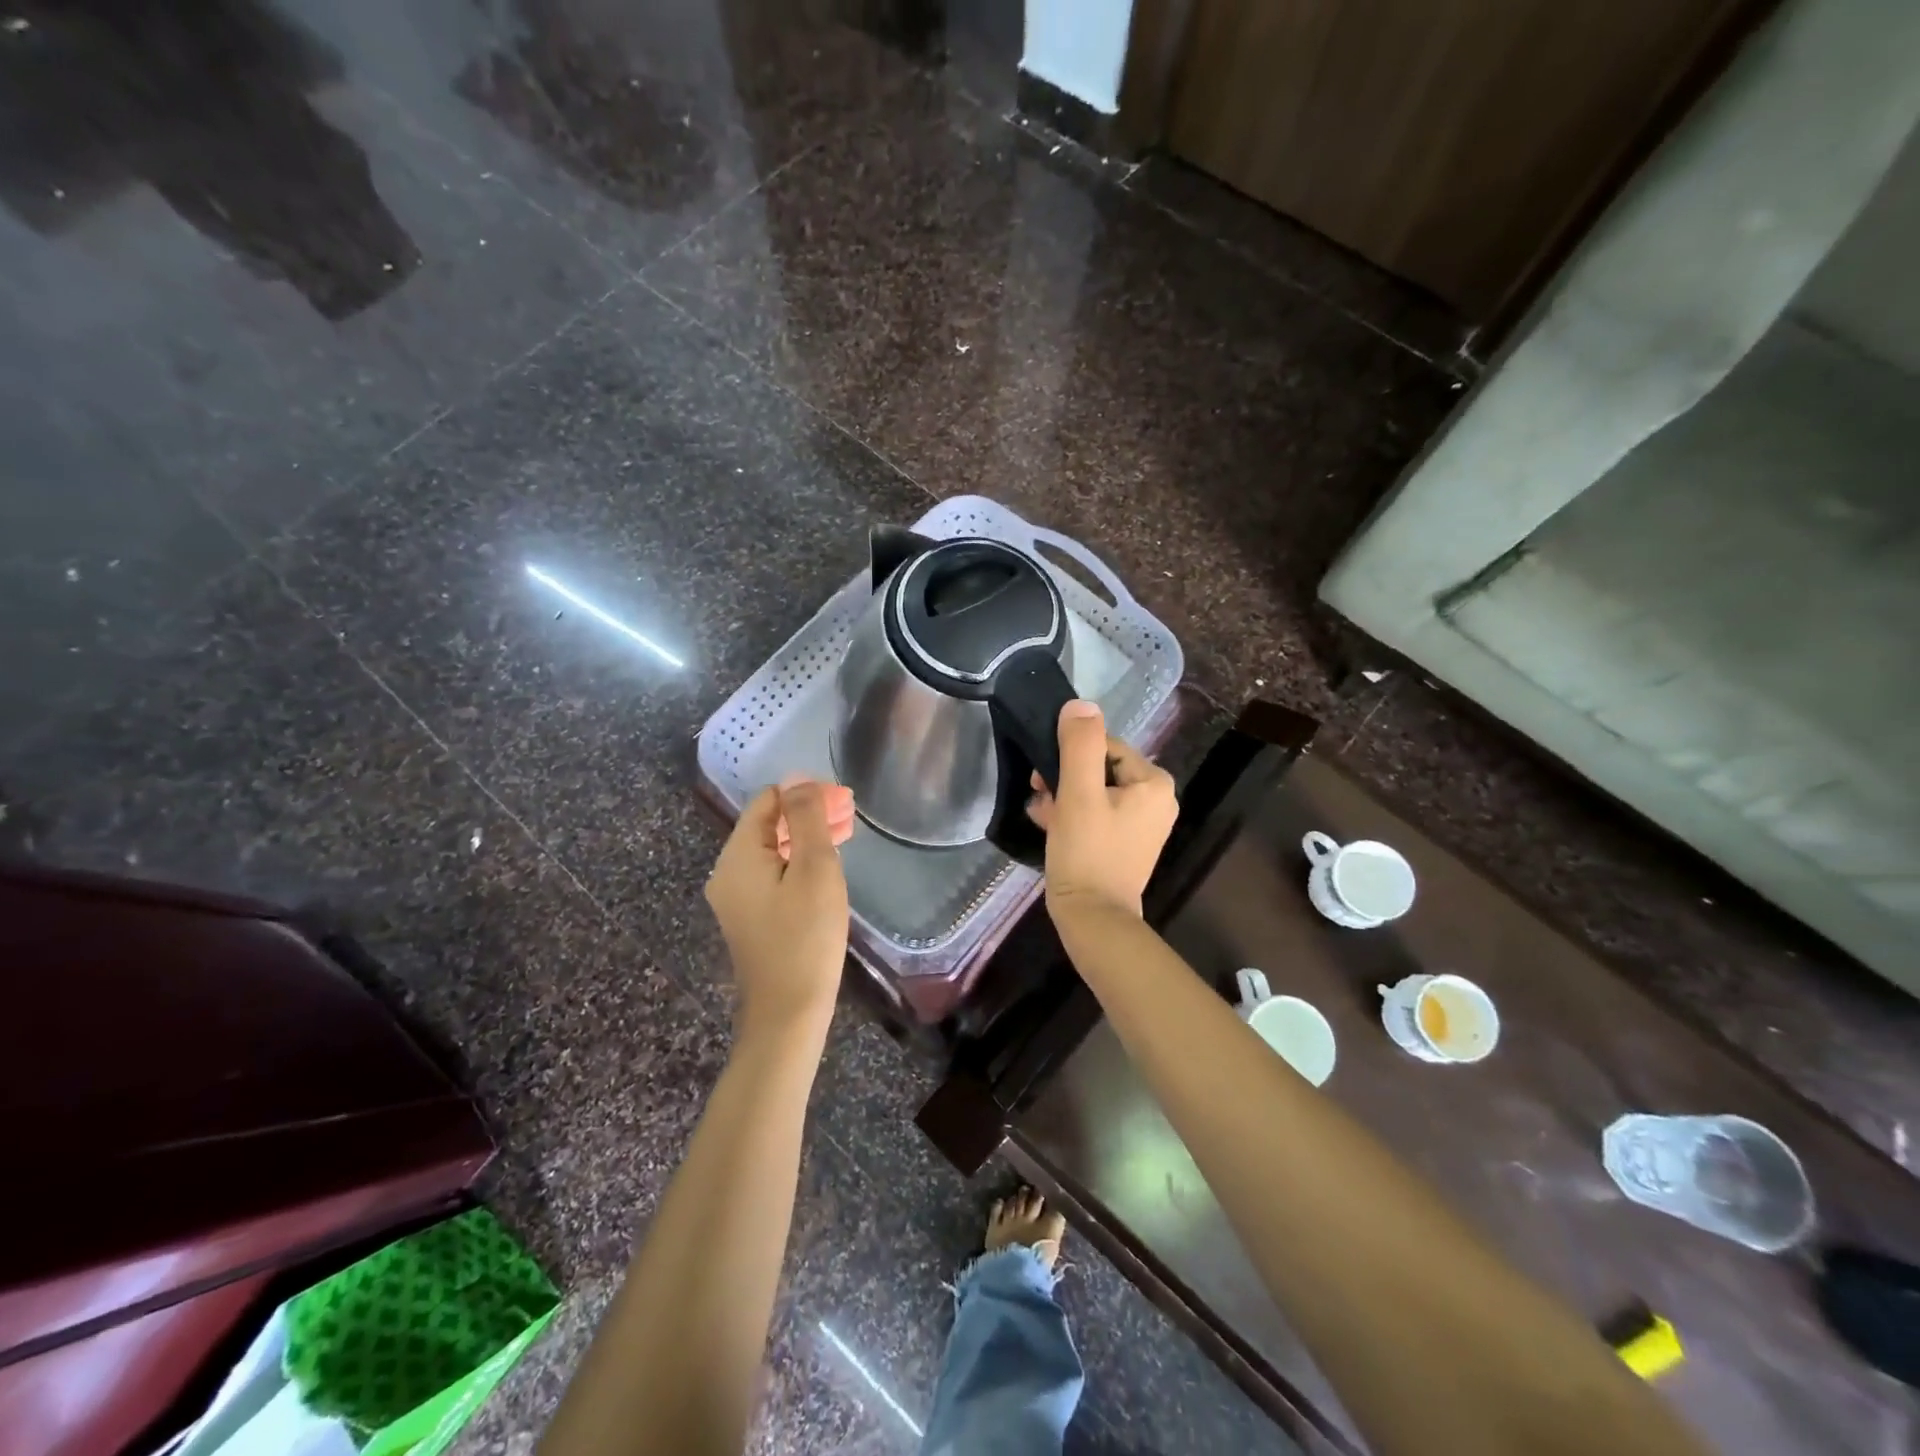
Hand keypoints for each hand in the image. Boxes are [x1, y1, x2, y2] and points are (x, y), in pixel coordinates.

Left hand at [705, 780, 851, 1042]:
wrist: (788, 1012)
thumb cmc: (806, 936)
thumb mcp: (814, 868)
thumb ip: (805, 818)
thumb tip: (797, 778)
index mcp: (737, 854)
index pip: (768, 800)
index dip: (806, 794)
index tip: (844, 803)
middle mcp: (727, 871)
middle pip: (767, 824)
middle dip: (807, 814)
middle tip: (850, 817)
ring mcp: (734, 897)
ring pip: (770, 849)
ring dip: (805, 838)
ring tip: (845, 836)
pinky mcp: (747, 917)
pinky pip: (770, 874)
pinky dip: (796, 862)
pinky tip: (824, 869)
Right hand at [1027, 699, 1177, 918]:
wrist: (1093, 919)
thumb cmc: (1087, 852)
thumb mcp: (1079, 793)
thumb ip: (1080, 745)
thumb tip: (1080, 705)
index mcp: (1154, 784)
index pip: (1106, 746)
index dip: (1070, 756)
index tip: (1044, 776)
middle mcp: (1156, 800)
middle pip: (1100, 769)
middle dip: (1065, 778)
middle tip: (1039, 793)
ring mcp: (1143, 824)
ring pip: (1094, 792)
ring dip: (1064, 797)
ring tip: (1041, 812)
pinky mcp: (1125, 843)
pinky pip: (1097, 814)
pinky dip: (1073, 815)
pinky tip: (1048, 824)